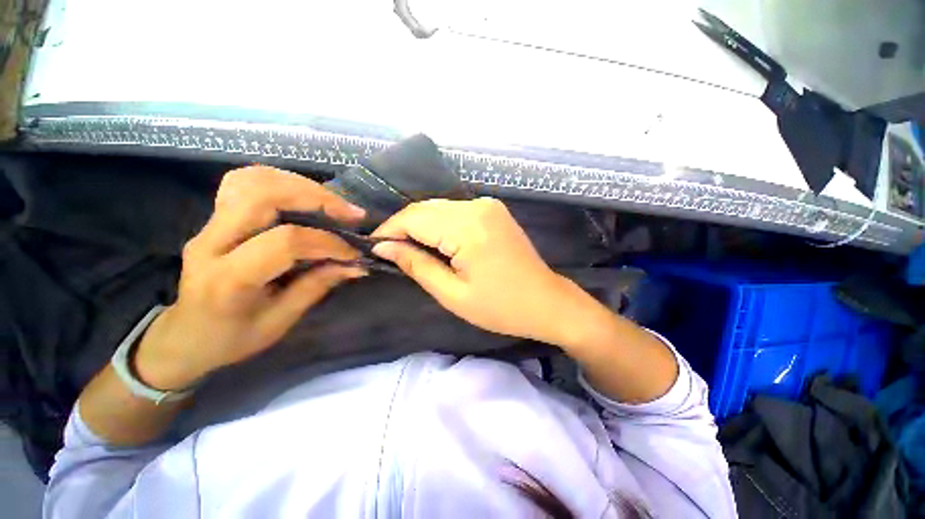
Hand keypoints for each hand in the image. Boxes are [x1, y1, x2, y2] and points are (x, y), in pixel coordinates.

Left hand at [135, 166, 367, 389]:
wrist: (184, 336)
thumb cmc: (231, 338)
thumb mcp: (279, 322)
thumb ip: (317, 286)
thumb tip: (357, 265)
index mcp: (228, 279)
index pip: (284, 242)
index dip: (327, 242)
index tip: (354, 253)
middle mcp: (212, 242)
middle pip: (263, 195)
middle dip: (316, 198)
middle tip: (350, 214)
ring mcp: (208, 224)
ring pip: (252, 180)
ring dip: (300, 185)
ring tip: (332, 202)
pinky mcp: (214, 217)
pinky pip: (245, 182)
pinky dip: (280, 181)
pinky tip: (302, 195)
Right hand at [371, 198, 589, 343]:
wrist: (546, 301)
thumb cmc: (501, 307)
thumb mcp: (453, 294)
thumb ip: (417, 265)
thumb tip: (384, 247)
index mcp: (468, 227)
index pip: (414, 218)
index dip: (389, 230)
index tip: (373, 248)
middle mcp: (477, 207)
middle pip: (425, 208)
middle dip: (403, 227)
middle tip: (389, 251)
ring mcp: (488, 205)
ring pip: (439, 208)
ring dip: (420, 225)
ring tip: (409, 249)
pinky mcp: (493, 210)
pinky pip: (455, 211)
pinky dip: (439, 224)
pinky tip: (434, 241)